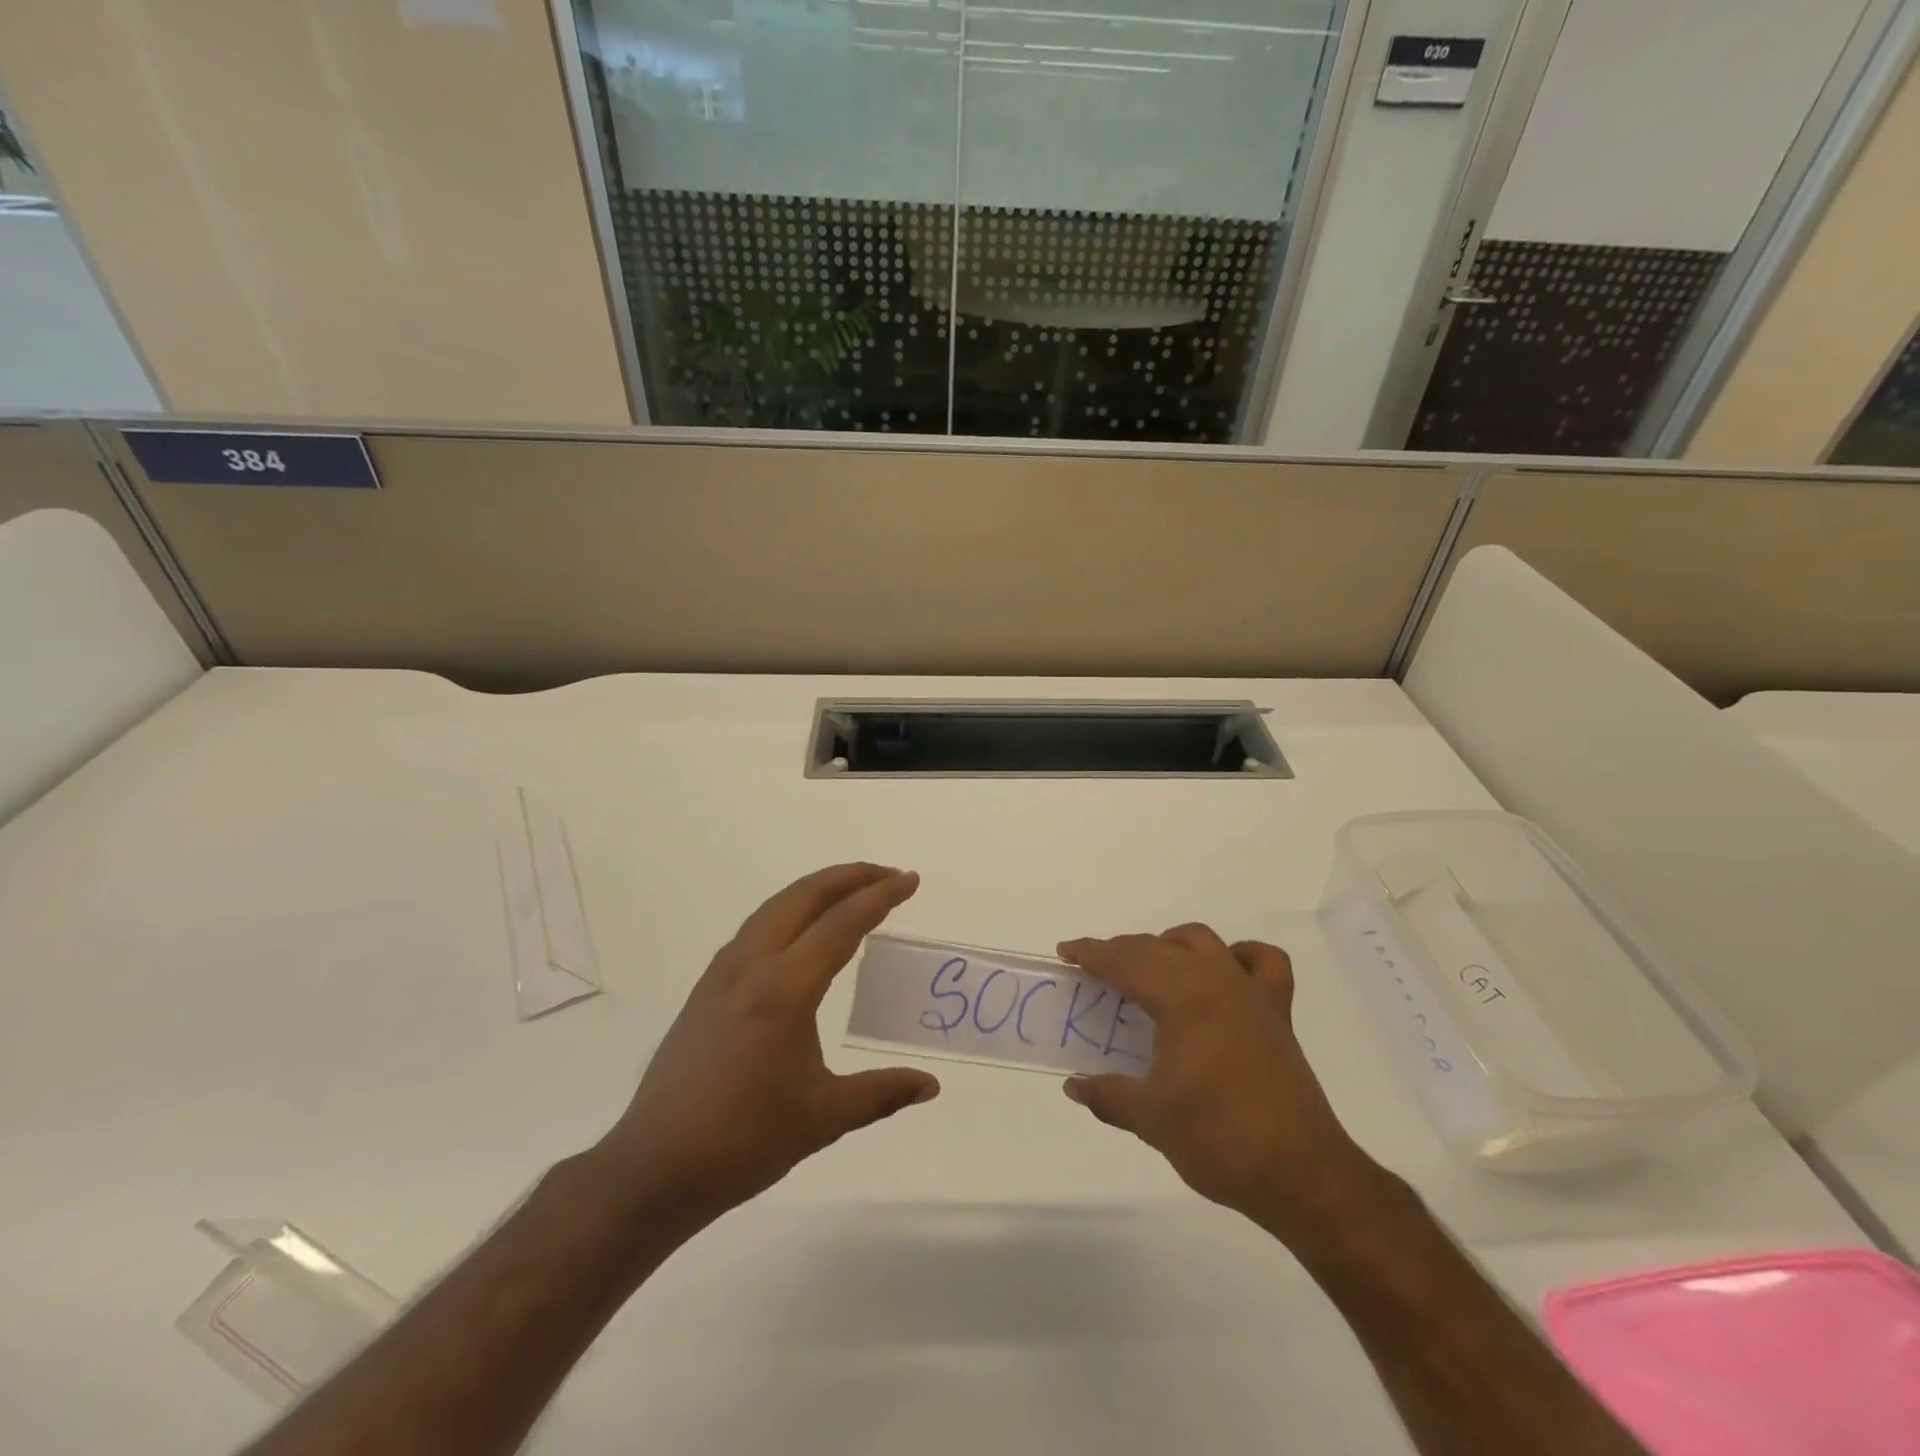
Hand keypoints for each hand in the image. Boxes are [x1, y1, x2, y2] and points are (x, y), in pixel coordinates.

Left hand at [593, 863, 938, 1223]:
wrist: (655, 1168)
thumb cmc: (744, 1141)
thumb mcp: (823, 1118)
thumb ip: (881, 1093)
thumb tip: (931, 1086)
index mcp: (785, 990)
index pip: (841, 924)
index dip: (880, 896)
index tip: (910, 879)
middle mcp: (752, 966)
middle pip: (804, 897)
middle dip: (849, 877)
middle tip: (888, 876)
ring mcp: (723, 973)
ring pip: (775, 907)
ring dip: (817, 889)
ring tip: (851, 892)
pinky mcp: (707, 988)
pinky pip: (756, 928)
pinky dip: (789, 911)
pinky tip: (800, 933)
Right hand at [1057, 925, 1385, 1246]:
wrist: (1301, 1175)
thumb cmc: (1218, 1140)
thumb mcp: (1150, 1119)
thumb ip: (1106, 1095)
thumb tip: (1074, 1085)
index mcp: (1182, 997)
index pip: (1126, 961)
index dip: (1092, 953)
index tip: (1066, 952)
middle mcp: (1215, 980)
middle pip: (1157, 948)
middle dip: (1121, 951)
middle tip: (1094, 972)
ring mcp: (1250, 993)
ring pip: (1202, 942)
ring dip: (1169, 946)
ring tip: (1149, 972)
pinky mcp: (1277, 1012)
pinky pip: (1262, 962)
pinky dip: (1238, 956)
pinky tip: (1221, 975)